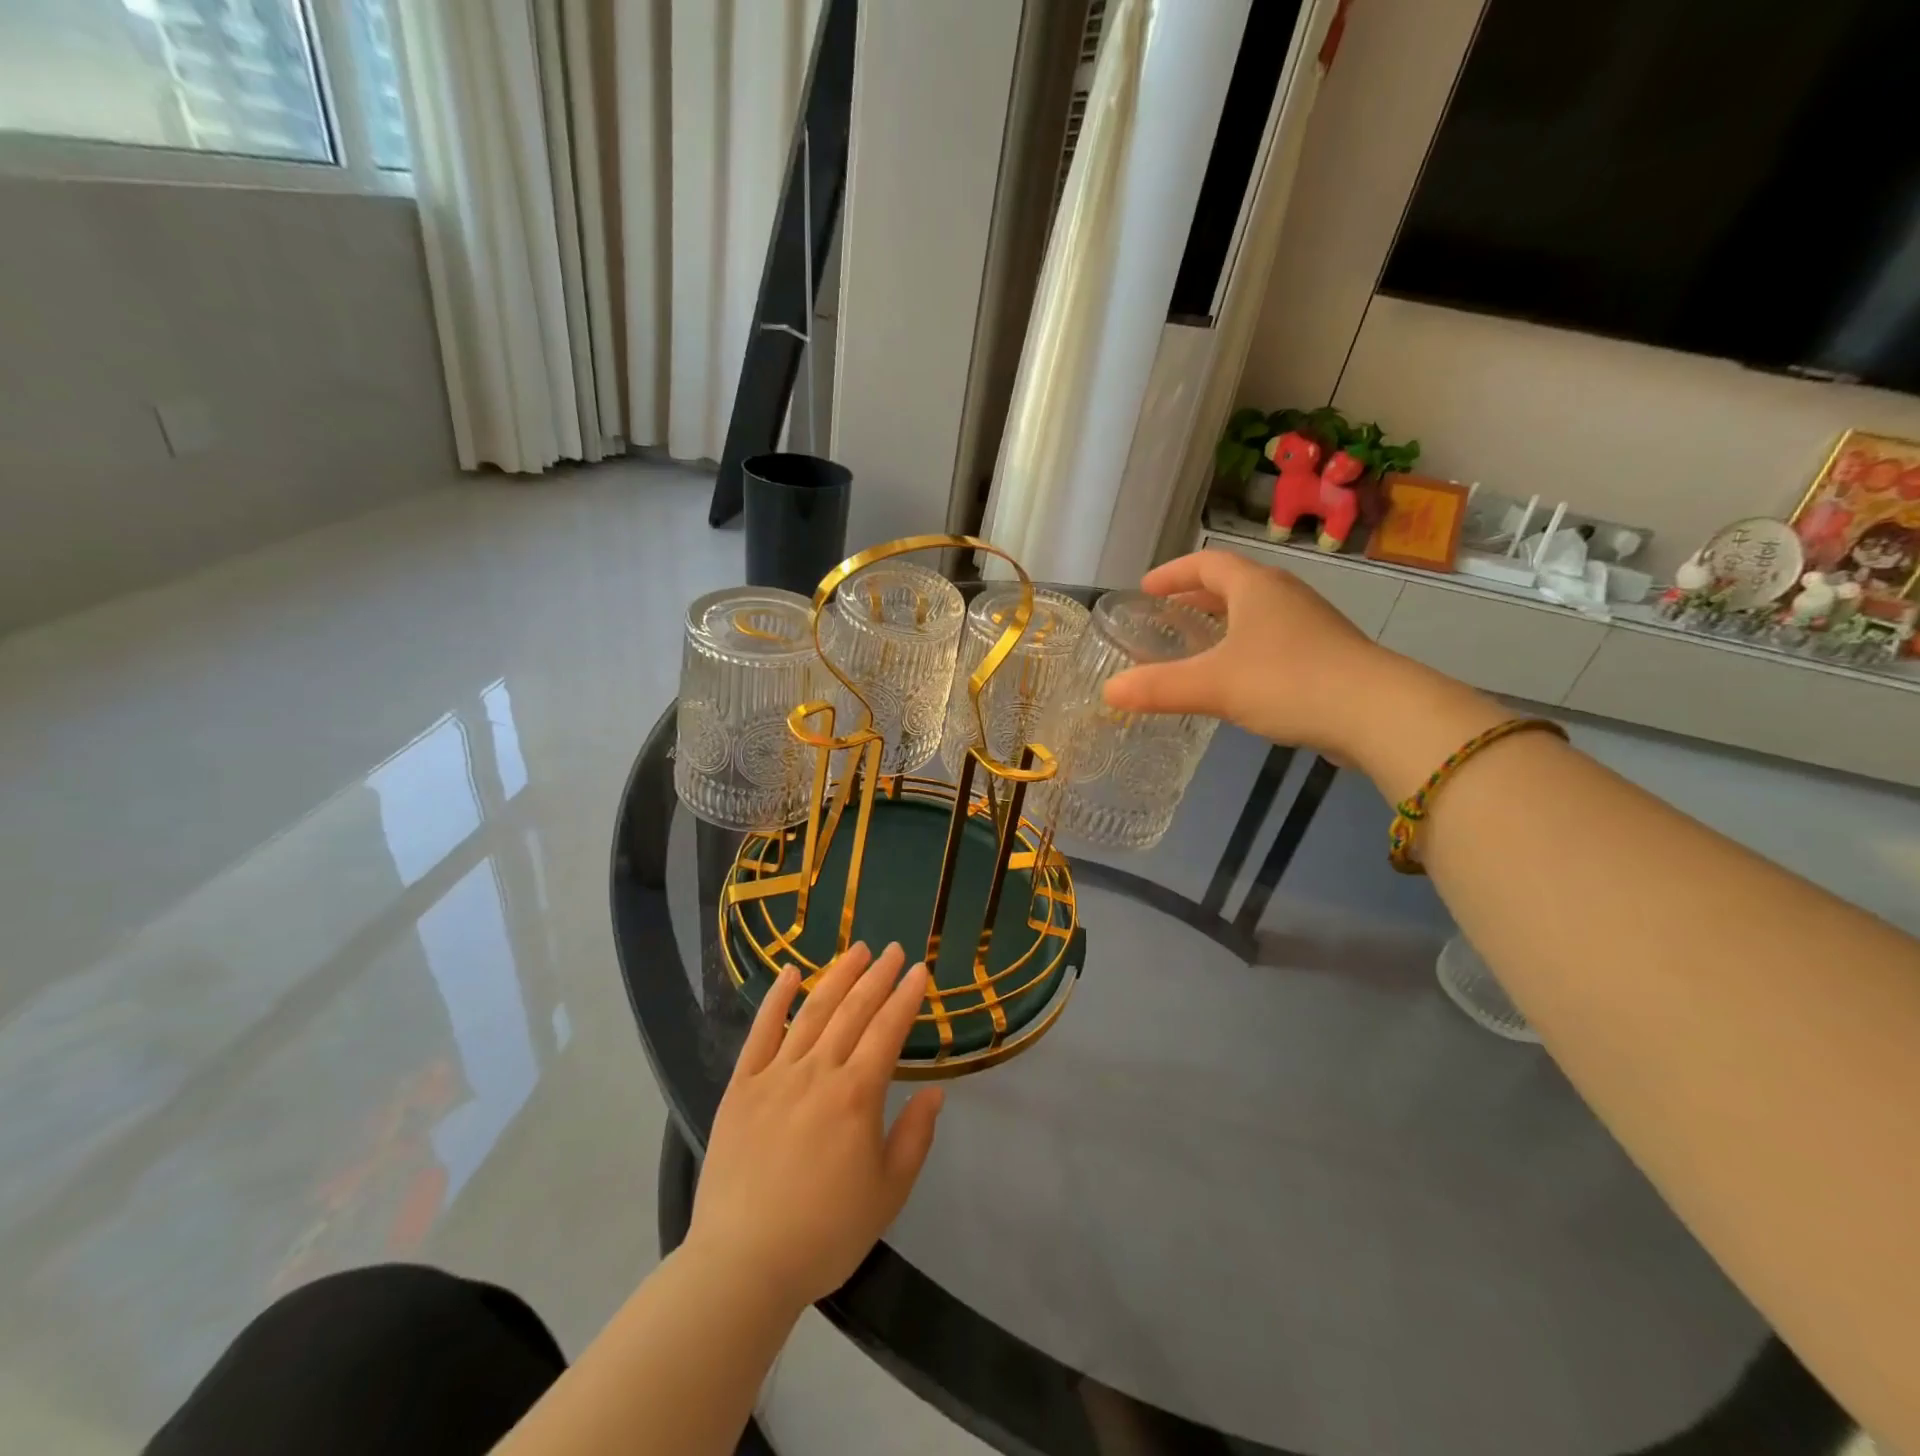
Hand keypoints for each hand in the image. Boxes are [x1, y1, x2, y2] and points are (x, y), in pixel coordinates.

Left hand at [686, 943, 943, 1314]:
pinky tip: (790, 972)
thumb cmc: (825, 1233)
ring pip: (812, 1011)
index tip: (920, 971)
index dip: (906, 997)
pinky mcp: (741, 1086)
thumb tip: (935, 1091)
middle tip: (894, 949)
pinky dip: (776, 998)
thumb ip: (915, 1136)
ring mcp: (775, 1074)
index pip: (888, 1030)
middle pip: (853, 1011)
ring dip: (838, 976)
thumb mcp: (888, 1193)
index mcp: (857, 1095)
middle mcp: (818, 1071)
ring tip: (857, 950)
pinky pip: (761, 1031)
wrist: (743, 1264)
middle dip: (877, 976)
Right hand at [1104, 551, 1507, 798]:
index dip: (1173, 573)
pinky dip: (1246, 646)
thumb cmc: (1287, 681)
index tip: (1146, 588)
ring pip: (1256, 612)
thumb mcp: (1212, 685)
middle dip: (1196, 597)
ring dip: (1223, 621)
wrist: (1376, 712)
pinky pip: (1274, 638)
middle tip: (1167, 616)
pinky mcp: (1327, 653)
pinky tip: (1239, 677)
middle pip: (1233, 585)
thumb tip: (1109, 692)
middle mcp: (1284, 595)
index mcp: (1255, 588)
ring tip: (1198, 644)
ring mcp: (1311, 623)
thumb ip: (1158, 687)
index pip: (1206, 565)